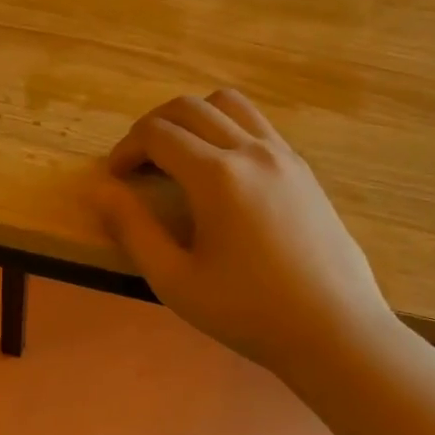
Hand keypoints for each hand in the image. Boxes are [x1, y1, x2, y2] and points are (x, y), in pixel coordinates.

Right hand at [91, 90, 395, 378]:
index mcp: (217, 176)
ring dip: (193, 117)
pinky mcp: (303, 169)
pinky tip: (221, 169)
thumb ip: (134, 231)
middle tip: (137, 162)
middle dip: (153, 126)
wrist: (333, 329)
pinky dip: (226, 128)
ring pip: (229, 105)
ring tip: (178, 154)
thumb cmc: (248, 312)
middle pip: (190, 108)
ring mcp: (284, 155)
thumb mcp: (175, 281)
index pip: (158, 134)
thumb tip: (101, 191)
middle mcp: (251, 151)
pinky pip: (257, 125)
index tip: (114, 175)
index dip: (126, 148)